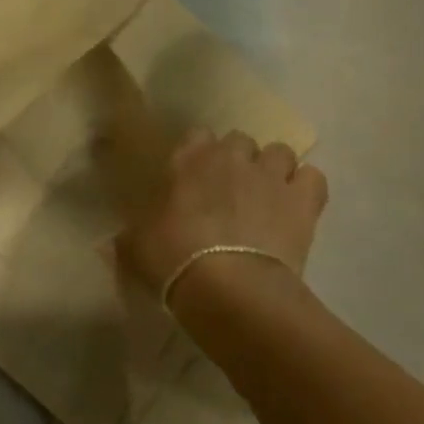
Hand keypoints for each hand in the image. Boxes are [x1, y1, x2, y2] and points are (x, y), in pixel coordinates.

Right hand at [116, 128, 327, 297]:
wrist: (231, 288)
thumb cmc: (174, 259)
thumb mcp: (136, 247)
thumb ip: (128, 236)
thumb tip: (109, 242)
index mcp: (187, 159)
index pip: (196, 135)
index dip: (199, 155)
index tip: (196, 178)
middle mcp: (230, 156)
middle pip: (240, 140)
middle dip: (238, 159)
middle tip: (232, 191)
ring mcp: (269, 175)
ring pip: (280, 152)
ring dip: (275, 169)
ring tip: (269, 197)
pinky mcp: (303, 200)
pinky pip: (313, 177)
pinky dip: (307, 188)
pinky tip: (298, 207)